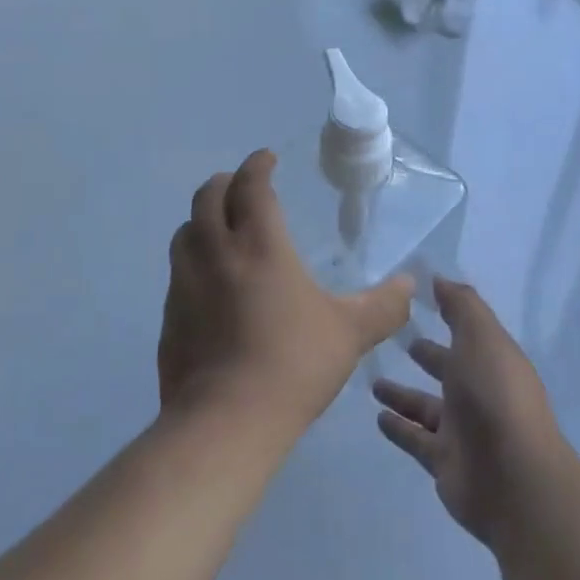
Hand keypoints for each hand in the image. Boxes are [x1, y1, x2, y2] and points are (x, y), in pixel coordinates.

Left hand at [159, 150, 412, 430]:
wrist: (226, 420)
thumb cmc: (293, 364)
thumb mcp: (350, 333)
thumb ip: (383, 305)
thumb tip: (410, 285)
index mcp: (259, 245)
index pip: (250, 185)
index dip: (257, 165)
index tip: (266, 158)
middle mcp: (215, 252)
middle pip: (207, 197)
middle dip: (224, 182)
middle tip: (240, 186)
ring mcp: (184, 284)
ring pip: (185, 232)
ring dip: (202, 219)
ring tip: (219, 228)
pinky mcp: (169, 316)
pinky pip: (177, 272)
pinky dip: (192, 261)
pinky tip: (207, 284)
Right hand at [373, 278, 565, 547]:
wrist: (513, 479)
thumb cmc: (495, 396)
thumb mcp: (481, 337)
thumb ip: (461, 306)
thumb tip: (439, 278)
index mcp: (492, 360)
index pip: (467, 332)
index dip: (447, 315)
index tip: (416, 300)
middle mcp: (479, 393)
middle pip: (447, 369)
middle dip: (426, 355)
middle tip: (393, 340)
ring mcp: (462, 431)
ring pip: (426, 406)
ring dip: (402, 394)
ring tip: (372, 381)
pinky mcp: (444, 462)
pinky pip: (415, 439)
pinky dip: (398, 428)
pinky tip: (377, 416)